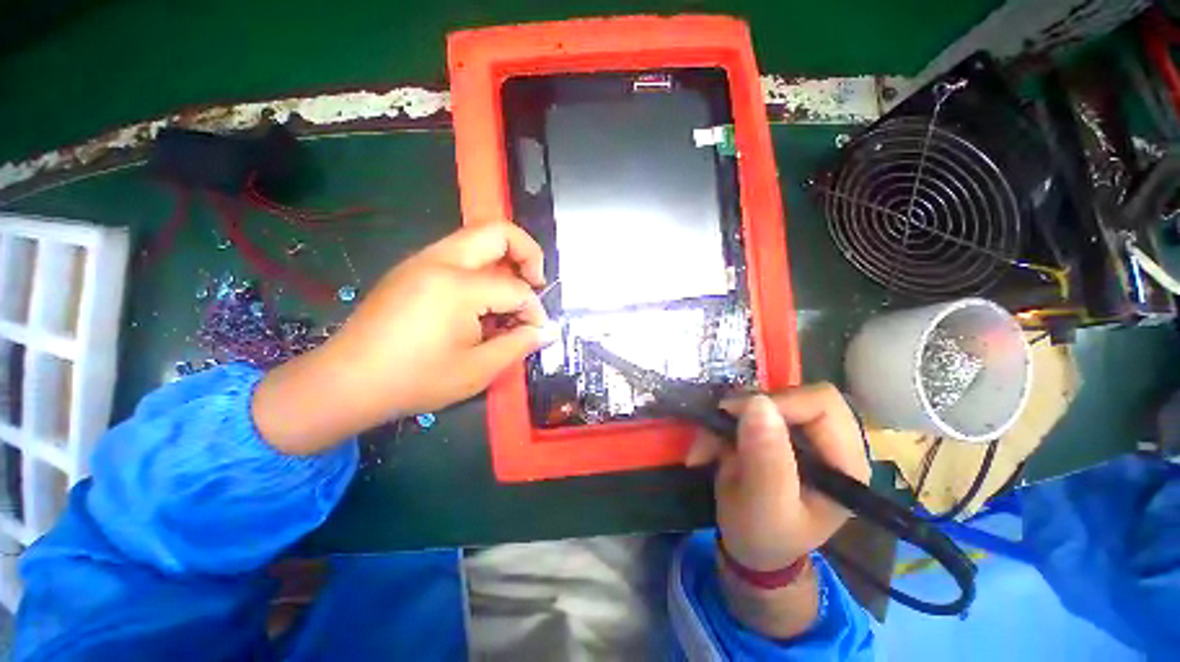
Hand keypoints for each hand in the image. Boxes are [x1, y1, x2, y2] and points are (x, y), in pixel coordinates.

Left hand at [253, 223, 555, 453]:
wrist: (345, 383)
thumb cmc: (414, 380)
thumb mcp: (477, 370)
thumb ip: (518, 345)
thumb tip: (544, 331)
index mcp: (457, 287)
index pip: (515, 287)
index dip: (534, 310)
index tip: (537, 332)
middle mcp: (439, 261)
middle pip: (498, 231)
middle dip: (528, 253)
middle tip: (536, 283)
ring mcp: (422, 261)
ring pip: (477, 238)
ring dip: (504, 259)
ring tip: (511, 295)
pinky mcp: (412, 269)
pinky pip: (459, 254)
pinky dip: (482, 268)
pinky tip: (482, 301)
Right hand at [686, 384, 870, 570]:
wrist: (749, 547)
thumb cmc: (764, 536)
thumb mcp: (766, 507)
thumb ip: (767, 460)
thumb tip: (758, 403)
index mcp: (844, 462)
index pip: (822, 404)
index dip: (781, 403)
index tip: (739, 417)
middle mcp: (826, 441)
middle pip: (791, 394)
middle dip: (746, 410)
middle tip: (718, 431)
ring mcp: (797, 433)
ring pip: (760, 399)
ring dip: (725, 420)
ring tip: (705, 449)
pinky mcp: (772, 430)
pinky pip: (742, 410)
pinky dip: (719, 425)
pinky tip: (706, 450)